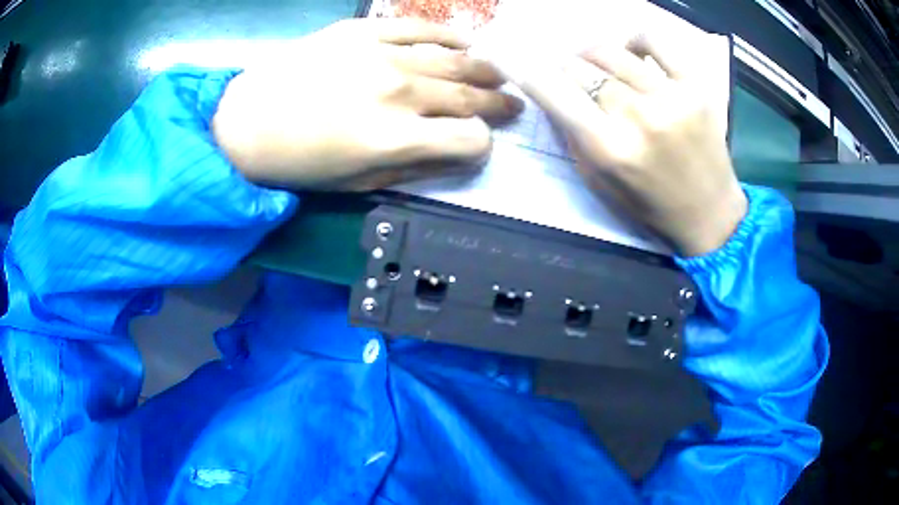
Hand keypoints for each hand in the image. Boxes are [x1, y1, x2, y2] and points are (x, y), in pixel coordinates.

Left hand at [212, 19, 523, 190]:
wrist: (244, 121)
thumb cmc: (297, 162)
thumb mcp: (355, 184)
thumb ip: (413, 167)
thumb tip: (455, 153)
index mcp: (396, 139)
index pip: (468, 139)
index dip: (480, 145)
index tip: (477, 144)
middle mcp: (399, 93)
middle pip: (470, 96)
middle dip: (498, 105)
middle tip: (513, 105)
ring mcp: (382, 55)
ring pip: (455, 59)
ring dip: (485, 70)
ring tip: (499, 75)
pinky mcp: (363, 31)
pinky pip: (420, 28)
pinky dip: (449, 36)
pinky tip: (467, 42)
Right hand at [512, 34, 746, 256]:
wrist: (709, 212)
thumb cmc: (650, 204)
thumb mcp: (599, 180)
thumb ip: (572, 135)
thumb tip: (551, 93)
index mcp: (610, 148)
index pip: (554, 92)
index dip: (527, 72)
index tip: (514, 60)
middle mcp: (638, 116)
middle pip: (580, 68)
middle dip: (564, 68)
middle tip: (568, 74)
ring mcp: (670, 96)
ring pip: (611, 52)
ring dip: (592, 55)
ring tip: (596, 65)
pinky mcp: (695, 85)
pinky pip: (654, 41)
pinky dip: (634, 40)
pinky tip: (631, 52)